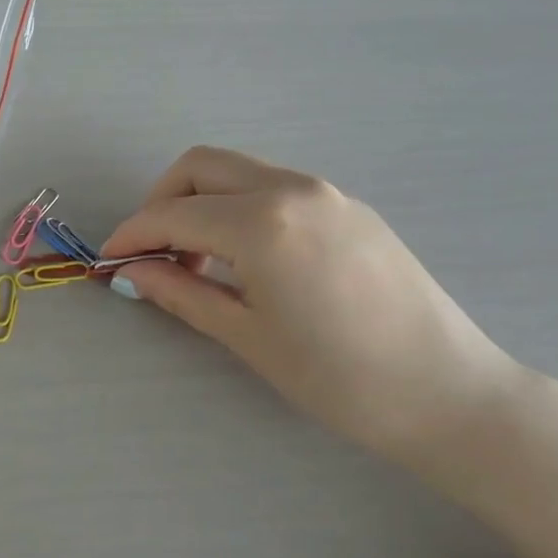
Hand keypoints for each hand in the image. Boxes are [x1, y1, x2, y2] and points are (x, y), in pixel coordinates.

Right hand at [102, 146, 527, 462]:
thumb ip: (181, 292)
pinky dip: (240, 207)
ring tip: (198, 261)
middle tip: (153, 253)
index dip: (132, 234)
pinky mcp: (349, 206)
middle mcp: (291, 188)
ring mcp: (326, 192)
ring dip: (202, 202)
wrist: (446, 391)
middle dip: (162, 201)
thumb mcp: (247, 336)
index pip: (172, 213)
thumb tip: (132, 272)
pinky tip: (246, 257)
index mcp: (261, 223)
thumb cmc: (337, 377)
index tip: (111, 260)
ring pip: (239, 172)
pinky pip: (274, 187)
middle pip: (201, 167)